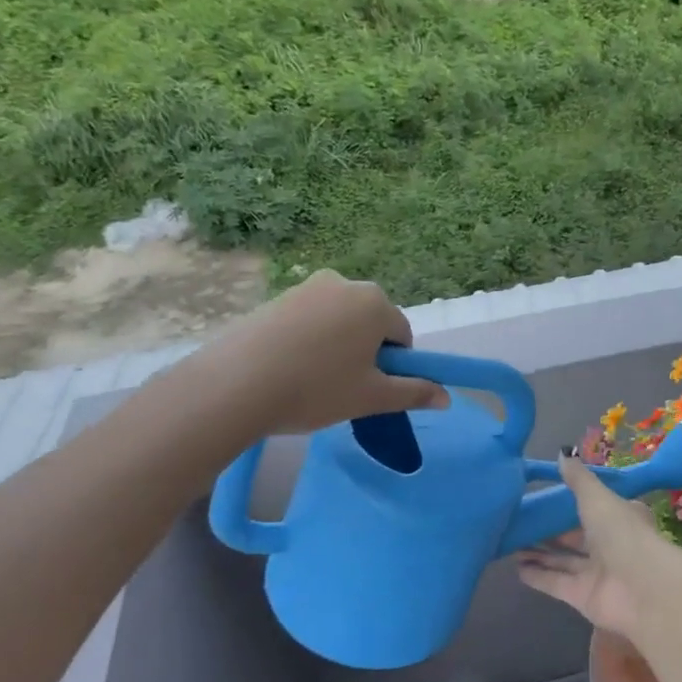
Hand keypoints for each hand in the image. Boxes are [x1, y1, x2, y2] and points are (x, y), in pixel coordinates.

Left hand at [193, 270, 449, 436]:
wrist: (234, 386)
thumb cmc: (316, 389)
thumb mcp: (373, 397)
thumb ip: (414, 393)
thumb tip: (447, 397)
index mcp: (375, 302)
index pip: (401, 335)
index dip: (393, 366)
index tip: (372, 388)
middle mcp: (343, 284)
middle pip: (370, 322)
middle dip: (365, 351)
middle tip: (344, 387)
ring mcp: (305, 288)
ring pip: (338, 321)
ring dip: (337, 346)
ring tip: (313, 380)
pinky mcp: (274, 299)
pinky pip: (308, 320)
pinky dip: (308, 342)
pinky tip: (290, 369)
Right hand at [515, 455, 674, 639]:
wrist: (641, 588)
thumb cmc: (621, 533)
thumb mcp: (597, 497)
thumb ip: (577, 479)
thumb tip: (562, 453)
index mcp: (620, 517)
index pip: (594, 507)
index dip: (570, 503)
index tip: (543, 496)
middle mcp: (610, 544)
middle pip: (575, 536)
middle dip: (549, 531)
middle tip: (519, 522)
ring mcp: (597, 572)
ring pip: (563, 560)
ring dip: (539, 553)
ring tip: (510, 543)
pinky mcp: (584, 597)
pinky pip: (556, 583)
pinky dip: (538, 576)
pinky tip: (516, 568)